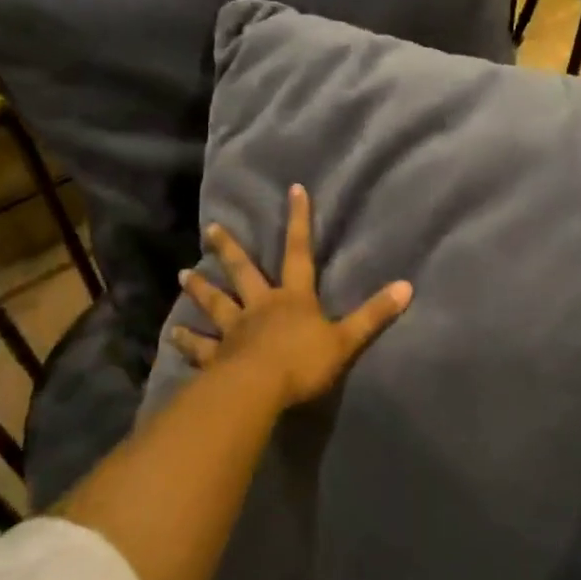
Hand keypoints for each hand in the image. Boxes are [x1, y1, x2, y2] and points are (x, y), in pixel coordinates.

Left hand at [172, 184, 412, 410]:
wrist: (259, 390)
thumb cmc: (304, 361)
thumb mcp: (346, 339)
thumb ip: (374, 314)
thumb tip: (407, 286)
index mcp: (293, 298)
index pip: (299, 252)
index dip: (299, 221)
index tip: (294, 190)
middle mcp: (260, 306)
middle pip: (244, 272)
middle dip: (229, 250)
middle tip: (211, 229)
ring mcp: (235, 330)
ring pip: (216, 304)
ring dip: (199, 290)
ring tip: (181, 275)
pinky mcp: (218, 357)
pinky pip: (201, 347)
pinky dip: (187, 341)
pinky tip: (173, 335)